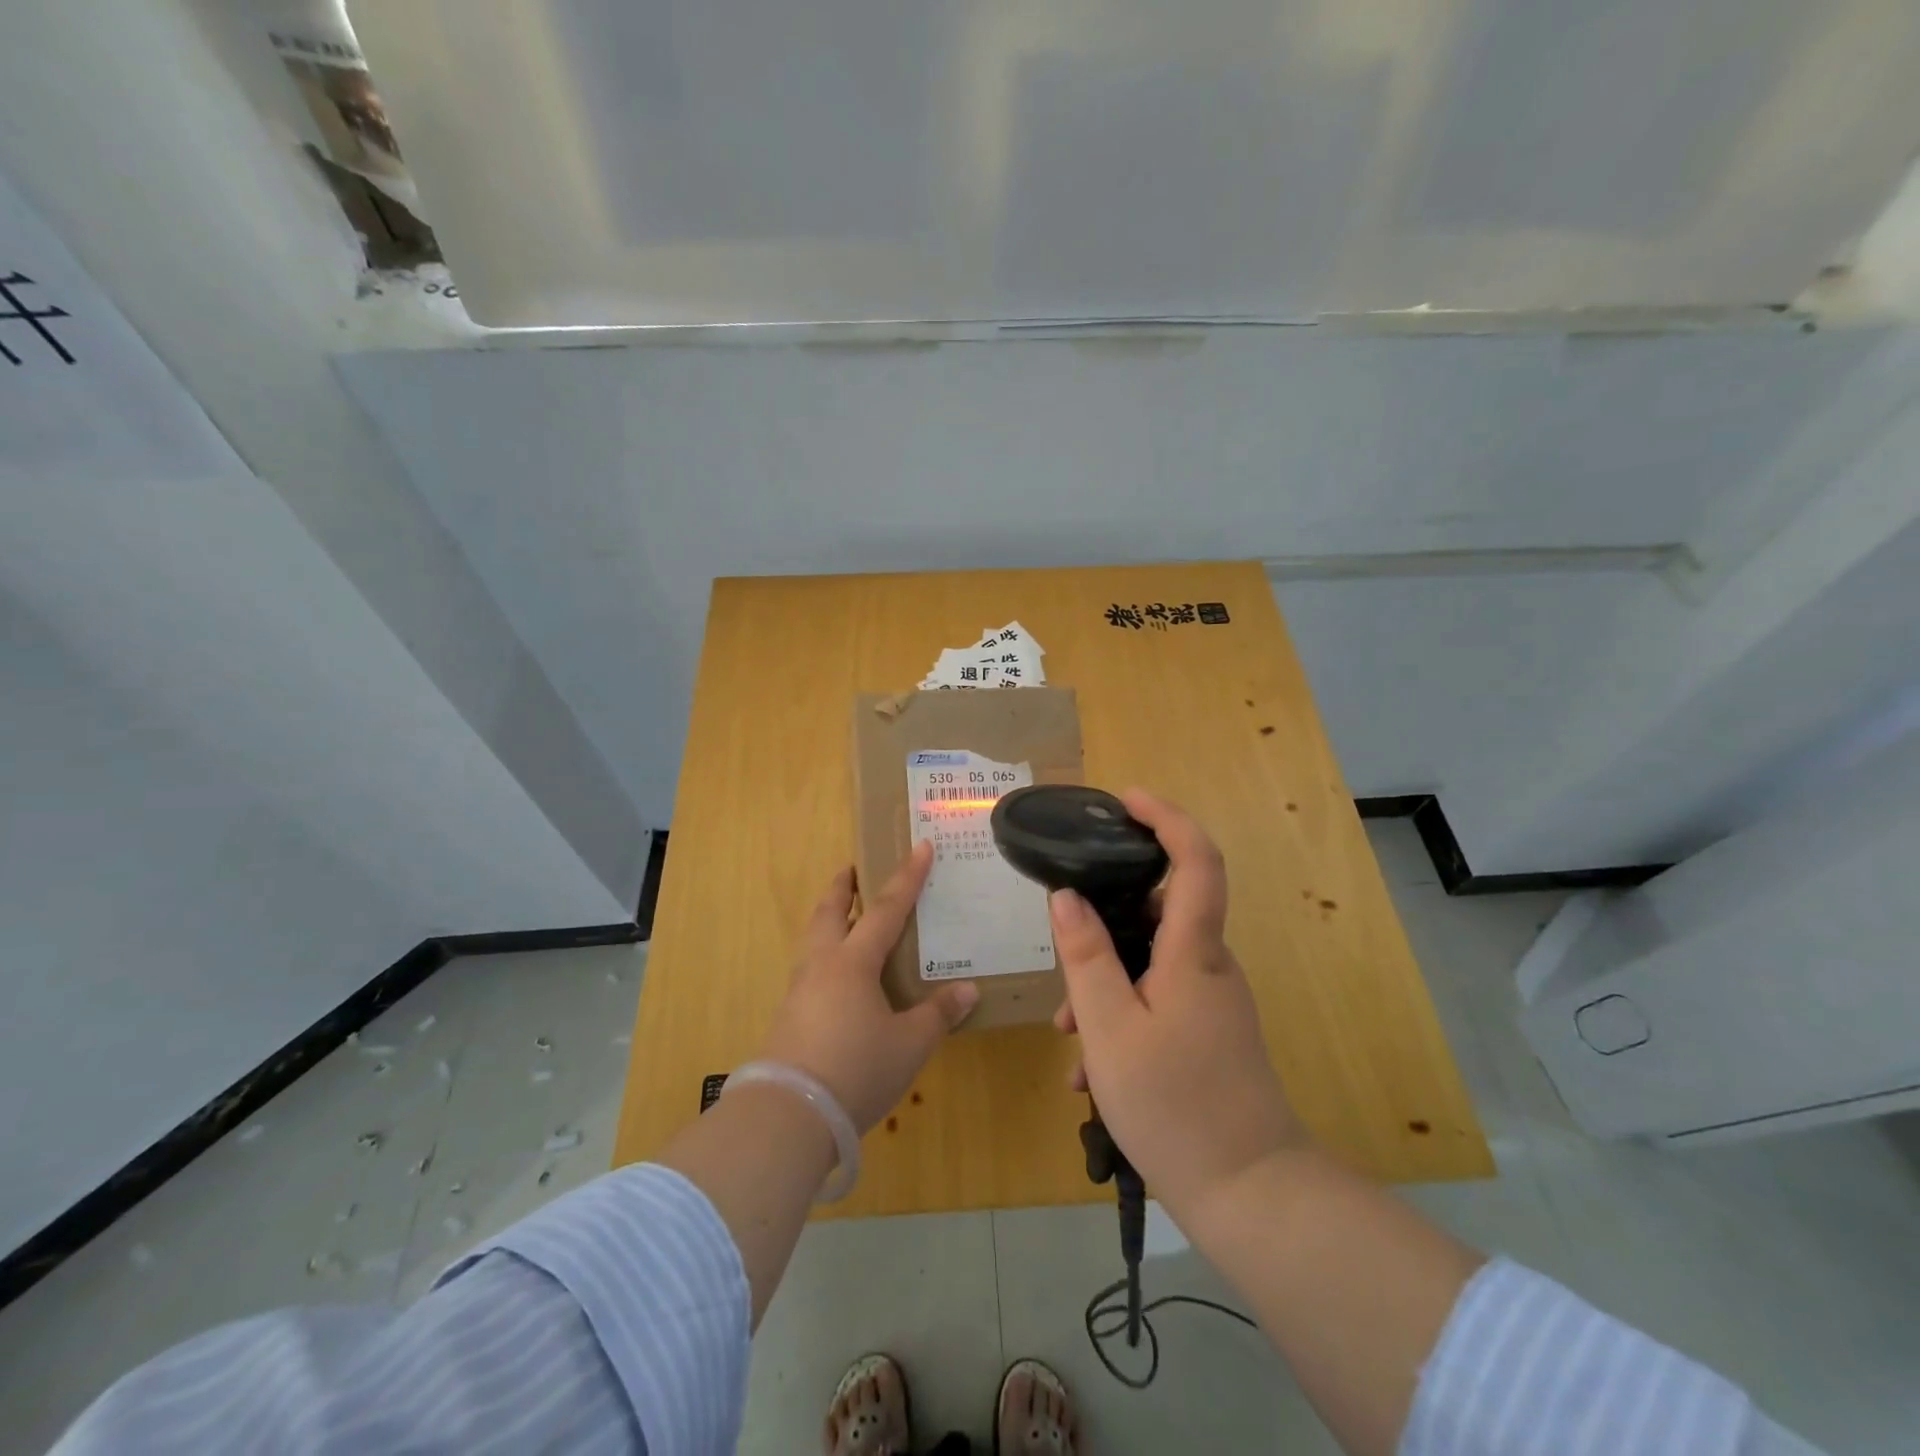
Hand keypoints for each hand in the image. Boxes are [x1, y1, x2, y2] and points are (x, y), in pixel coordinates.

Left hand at [759, 841, 979, 1132]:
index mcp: (853, 962)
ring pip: (814, 939)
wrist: (789, 1114)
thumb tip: (968, 990)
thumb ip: (938, 1014)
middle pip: (831, 912)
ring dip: (830, 919)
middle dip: (844, 887)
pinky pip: (810, 969)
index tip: (920, 846)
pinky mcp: (788, 1017)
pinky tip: (838, 976)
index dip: (907, 877)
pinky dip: (825, 954)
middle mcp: (822, 965)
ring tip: (846, 916)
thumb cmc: (856, 1068)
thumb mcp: (909, 1044)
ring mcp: (799, 990)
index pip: (886, 909)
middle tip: (854, 869)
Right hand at [1049, 790, 1306, 1218]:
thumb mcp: (1110, 1030)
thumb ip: (1086, 957)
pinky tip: (1089, 1072)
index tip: (1126, 800)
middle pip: (1160, 910)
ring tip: (1068, 1036)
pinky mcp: (1208, 1032)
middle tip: (1062, 944)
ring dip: (1104, 982)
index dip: (1167, 817)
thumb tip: (1066, 896)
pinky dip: (1121, 1014)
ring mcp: (1212, 1000)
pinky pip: (1157, 998)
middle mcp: (1210, 966)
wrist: (1251, 1196)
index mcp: (1194, 952)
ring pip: (1150, 962)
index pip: (1196, 860)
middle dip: (1105, 920)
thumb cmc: (1176, 1106)